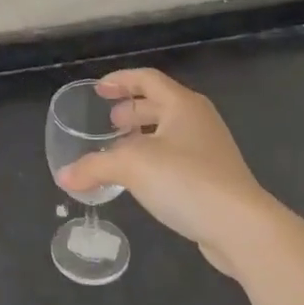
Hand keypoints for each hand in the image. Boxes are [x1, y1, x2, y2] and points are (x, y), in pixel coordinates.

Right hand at [56, 68, 276, 274]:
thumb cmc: (185, 179)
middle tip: (109, 122)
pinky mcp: (214, 178)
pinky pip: (177, 157)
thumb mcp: (132, 167)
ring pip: (169, 132)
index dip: (121, 80)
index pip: (147, 79)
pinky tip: (141, 180)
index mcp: (182, 104)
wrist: (240, 225)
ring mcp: (210, 149)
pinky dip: (155, 159)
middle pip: (160, 104)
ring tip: (119, 150)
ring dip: (143, 136)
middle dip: (132, 109)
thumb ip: (94, 167)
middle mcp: (198, 120)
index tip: (98, 89)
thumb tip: (63, 176)